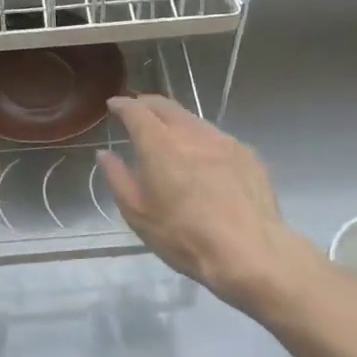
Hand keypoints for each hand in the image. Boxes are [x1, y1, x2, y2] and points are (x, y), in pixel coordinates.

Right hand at [97, 95, 315, 313]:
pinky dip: (200, 139)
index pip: (136, 111)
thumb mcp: (139, 215)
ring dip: (175, 121)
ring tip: (169, 136)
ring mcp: (222, 140)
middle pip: (165, 106)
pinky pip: (216, 137)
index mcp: (159, 144)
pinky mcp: (246, 153)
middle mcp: (190, 133)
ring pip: (192, 119)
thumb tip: (105, 154)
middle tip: (137, 112)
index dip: (122, 104)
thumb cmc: (185, 237)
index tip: (114, 105)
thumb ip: (118, 179)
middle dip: (147, 104)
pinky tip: (203, 160)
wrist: (250, 252)